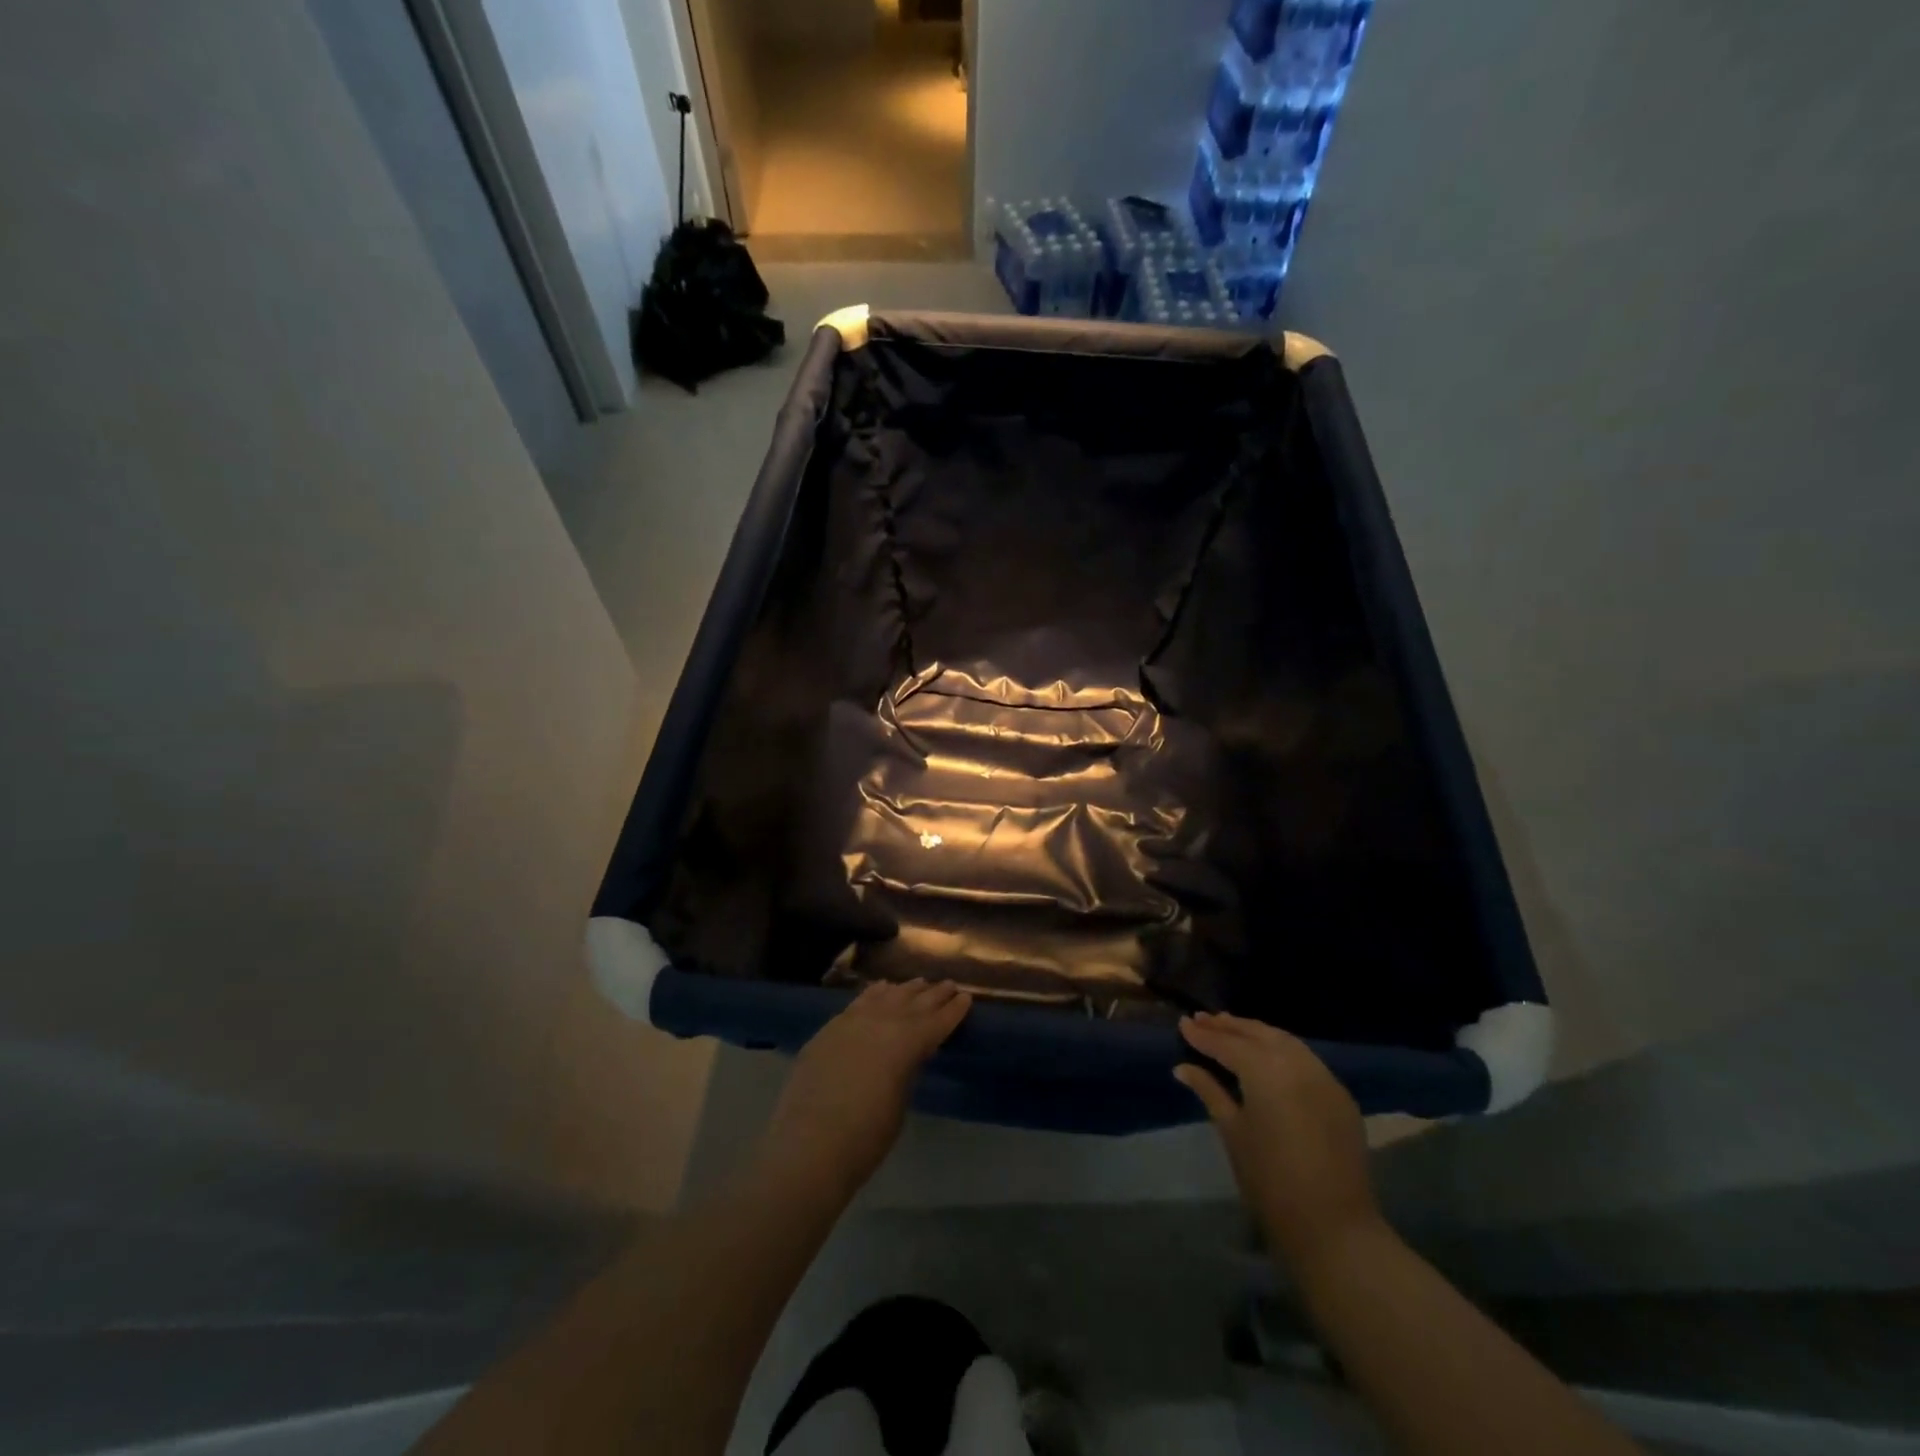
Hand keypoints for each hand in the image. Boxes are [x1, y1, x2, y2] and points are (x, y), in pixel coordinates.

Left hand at [757, 979, 971, 1205]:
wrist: (807, 1147)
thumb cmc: (865, 1137)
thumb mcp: (899, 1102)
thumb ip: (906, 1068)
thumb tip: (909, 1053)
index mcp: (907, 1042)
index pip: (937, 1021)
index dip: (954, 1010)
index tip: (967, 998)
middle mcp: (882, 1022)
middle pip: (913, 1002)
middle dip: (933, 994)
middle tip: (949, 985)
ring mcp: (852, 1022)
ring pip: (886, 996)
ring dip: (905, 990)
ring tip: (920, 983)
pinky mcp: (829, 1029)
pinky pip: (859, 1002)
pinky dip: (875, 993)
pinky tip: (881, 989)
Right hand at [1176, 1012, 1382, 1268]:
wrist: (1334, 1228)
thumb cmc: (1270, 1181)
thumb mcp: (1232, 1132)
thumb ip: (1209, 1091)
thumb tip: (1183, 1067)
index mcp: (1266, 1071)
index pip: (1228, 1044)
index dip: (1203, 1035)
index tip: (1183, 1023)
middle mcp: (1298, 1064)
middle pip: (1258, 1034)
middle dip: (1229, 1026)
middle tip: (1204, 1019)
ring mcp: (1324, 1077)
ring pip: (1285, 1041)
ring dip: (1256, 1033)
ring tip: (1231, 1027)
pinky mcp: (1340, 1095)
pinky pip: (1305, 1059)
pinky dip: (1281, 1049)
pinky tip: (1267, 1054)